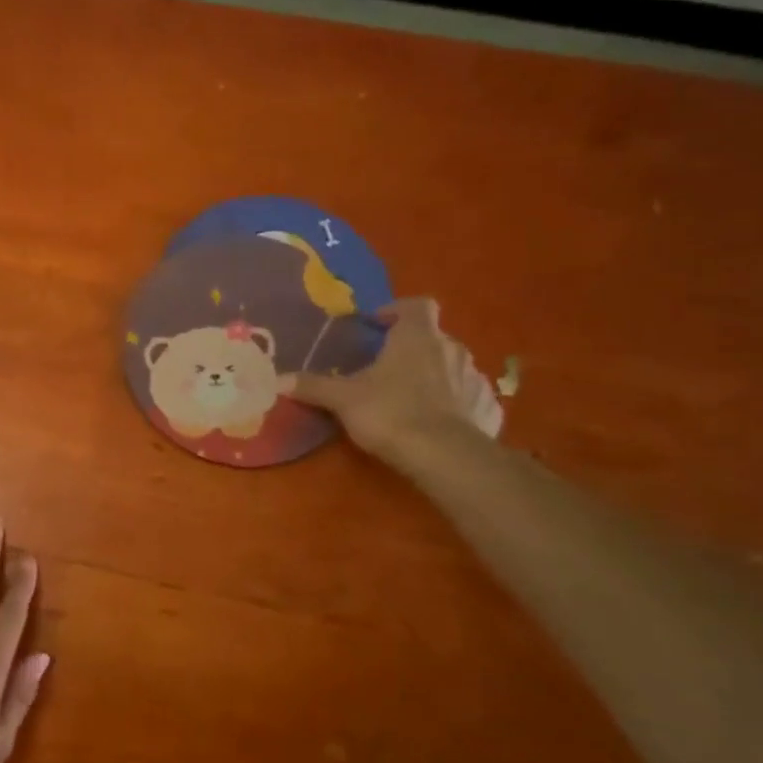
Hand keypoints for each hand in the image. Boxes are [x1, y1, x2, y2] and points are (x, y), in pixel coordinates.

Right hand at [289, 297, 502, 464]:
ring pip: (453, 366)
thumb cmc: (390, 412)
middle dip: (412, 347)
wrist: (445, 456)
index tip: (378, 325)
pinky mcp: (488, 408)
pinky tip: (440, 422)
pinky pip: (470, 397)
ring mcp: (475, 378)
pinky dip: (457, 403)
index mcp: (417, 337)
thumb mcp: (343, 399)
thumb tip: (274, 379)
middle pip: (433, 337)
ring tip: (411, 397)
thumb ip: (312, 386)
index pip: (416, 305)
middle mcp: (451, 349)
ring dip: (436, 374)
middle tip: (387, 368)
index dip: (397, 311)